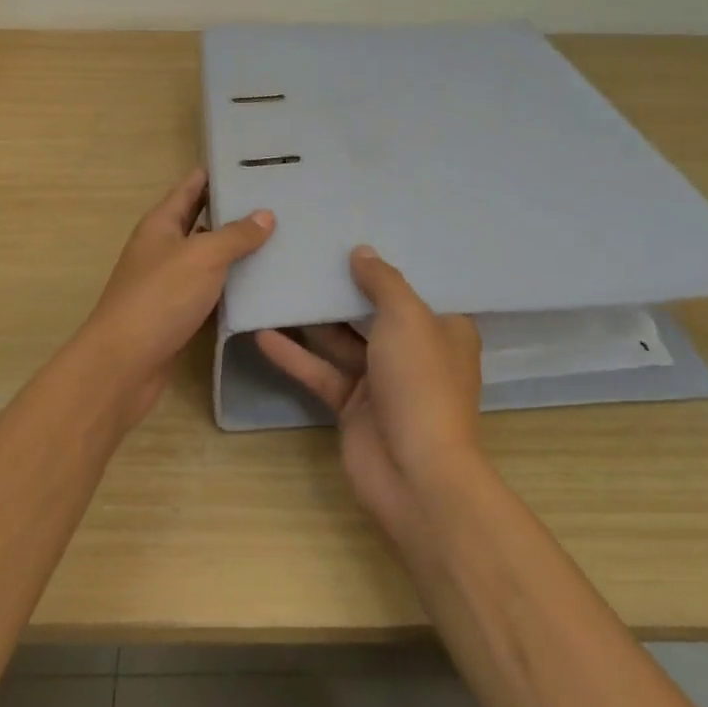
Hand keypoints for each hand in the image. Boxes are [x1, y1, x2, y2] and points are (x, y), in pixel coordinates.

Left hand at [75, 168, 274, 428]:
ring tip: (280, 237)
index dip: (217, 173)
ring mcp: (169, 282)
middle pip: (201, 220)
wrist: (124, 364)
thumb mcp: (202, 257)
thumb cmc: (160, 298)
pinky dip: (233, 285)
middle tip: (277, 200)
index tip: (252, 163)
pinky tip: (263, 283)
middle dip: (234, 210)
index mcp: (161, 224)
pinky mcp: (179, 313)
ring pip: (208, 257)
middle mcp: (163, 248)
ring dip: (237, 250)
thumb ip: (235, 235)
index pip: (190, 186)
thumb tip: (265, 214)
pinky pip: (211, 290)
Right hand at [256, 247, 483, 541]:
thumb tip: (362, 252)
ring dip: (313, 319)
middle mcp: (415, 351)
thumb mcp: (406, 317)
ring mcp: (382, 380)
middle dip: (345, 286)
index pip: (419, 286)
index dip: (391, 262)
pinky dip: (295, 356)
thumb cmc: (420, 382)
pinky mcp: (352, 405)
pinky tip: (262, 333)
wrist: (416, 474)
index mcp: (445, 328)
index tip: (360, 232)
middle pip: (374, 310)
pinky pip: (321, 371)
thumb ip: (382, 281)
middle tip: (309, 251)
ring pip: (342, 340)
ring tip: (279, 284)